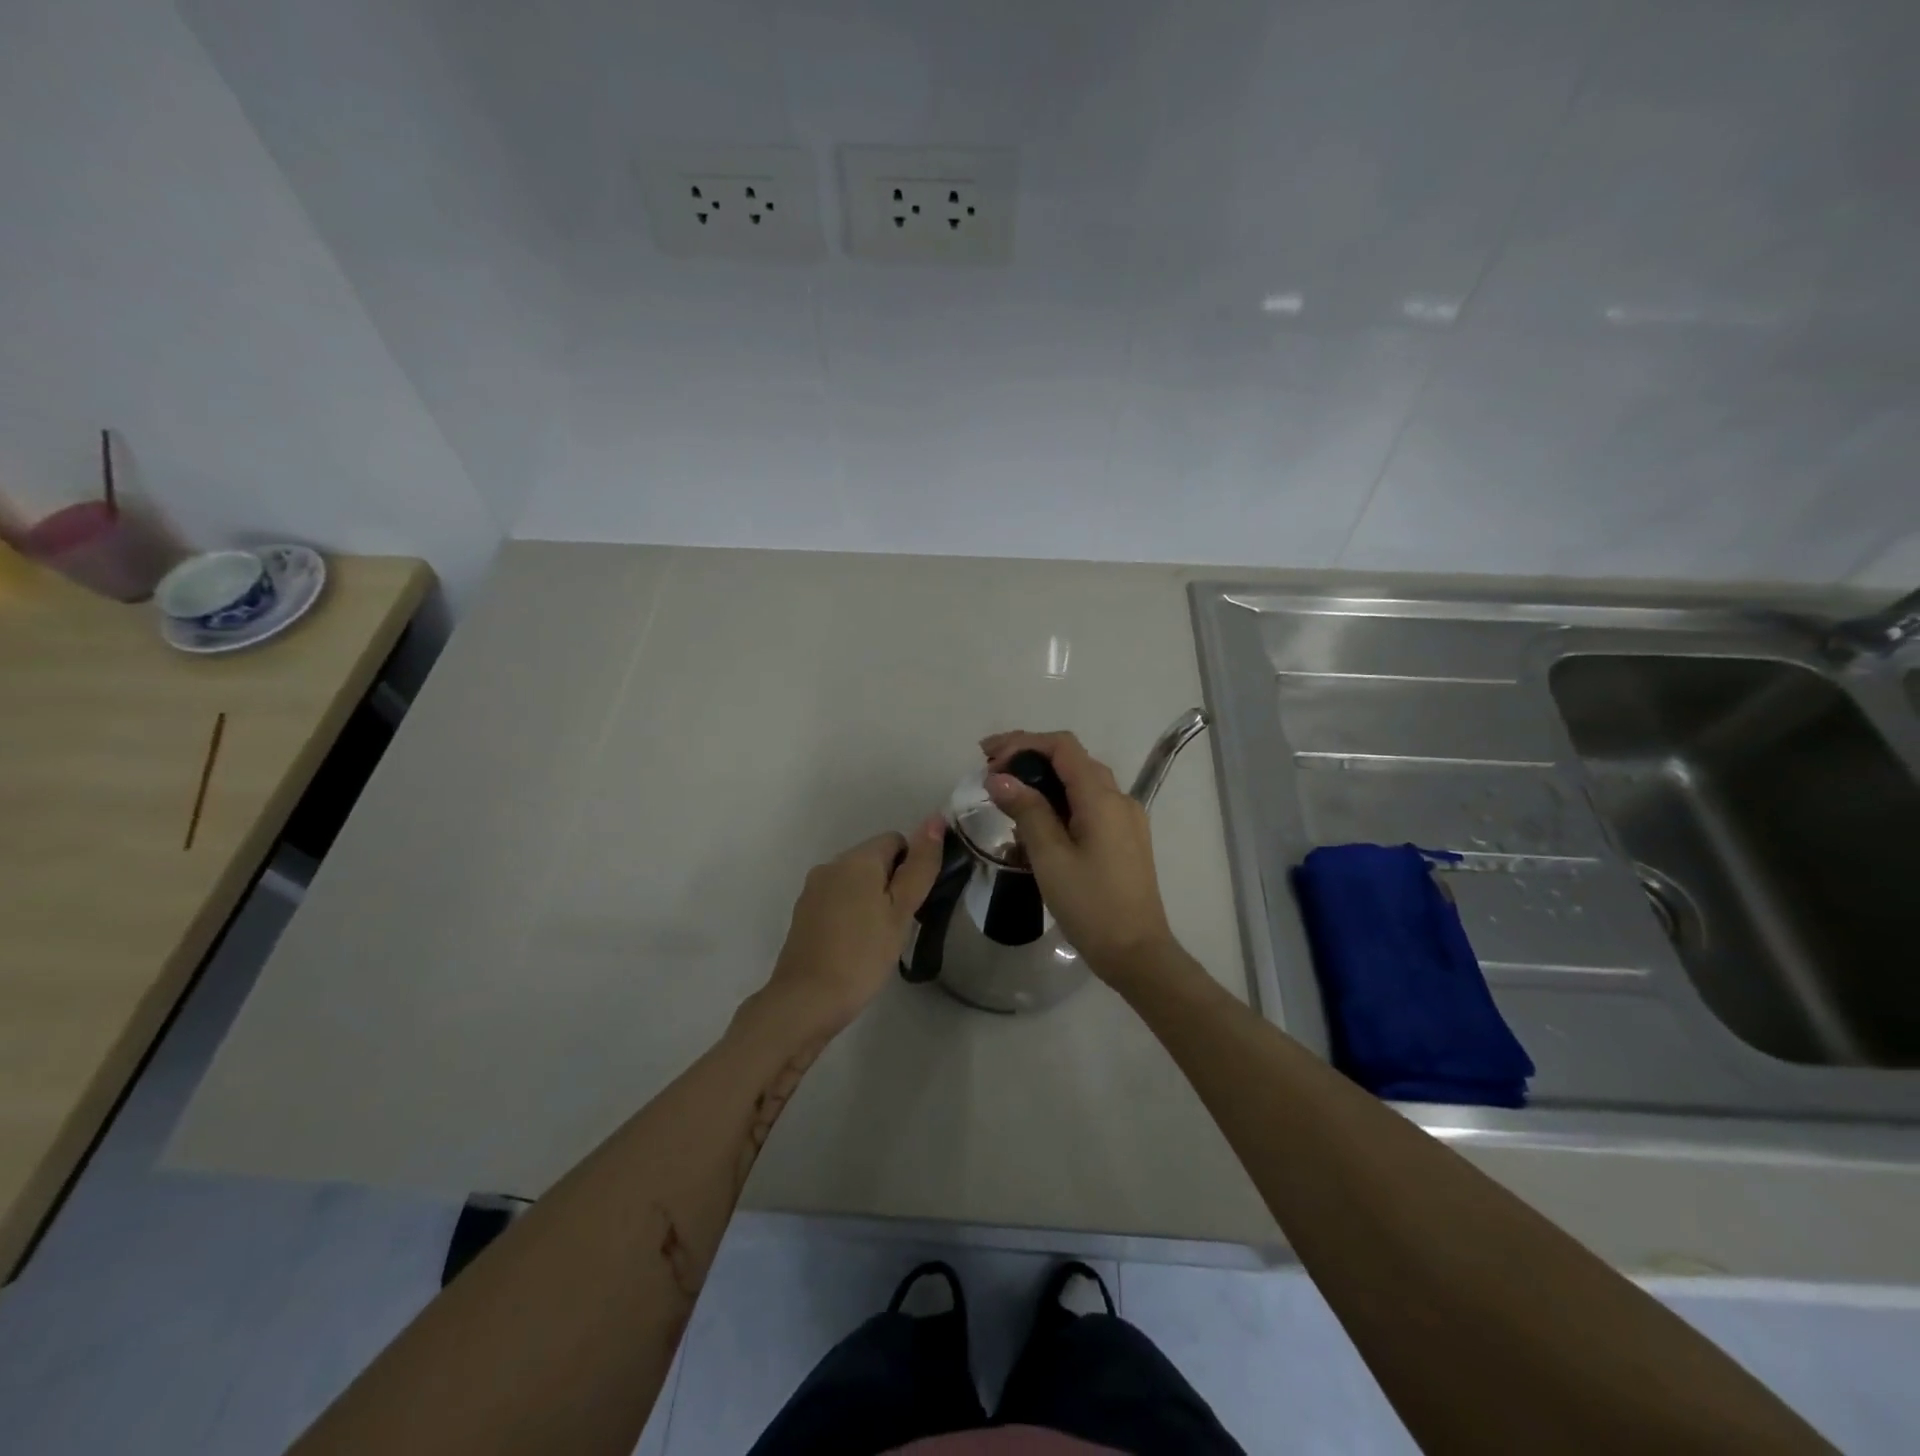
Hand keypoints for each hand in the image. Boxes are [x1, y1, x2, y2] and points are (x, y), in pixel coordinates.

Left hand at [763, 817, 945, 1032]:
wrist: (806, 1000)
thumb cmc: (863, 954)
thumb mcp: (901, 910)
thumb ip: (920, 865)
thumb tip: (936, 819)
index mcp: (857, 858)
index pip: (896, 840)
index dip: (913, 867)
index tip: (915, 903)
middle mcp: (831, 864)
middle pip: (874, 859)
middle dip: (892, 884)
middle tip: (901, 924)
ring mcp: (813, 889)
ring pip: (855, 882)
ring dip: (872, 900)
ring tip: (879, 939)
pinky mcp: (804, 913)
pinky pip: (838, 900)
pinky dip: (852, 914)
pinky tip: (856, 945)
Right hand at [981, 730, 1177, 980]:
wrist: (1137, 953)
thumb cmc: (1090, 905)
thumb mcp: (1050, 857)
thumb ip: (1026, 811)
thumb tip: (999, 778)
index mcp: (1102, 798)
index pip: (1062, 747)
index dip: (1022, 743)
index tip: (988, 759)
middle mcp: (1119, 799)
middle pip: (1072, 760)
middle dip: (1029, 758)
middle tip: (990, 772)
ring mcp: (1125, 819)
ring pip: (1081, 783)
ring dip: (1043, 781)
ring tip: (1007, 796)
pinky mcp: (1124, 838)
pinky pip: (1089, 806)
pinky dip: (1060, 803)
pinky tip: (1036, 824)